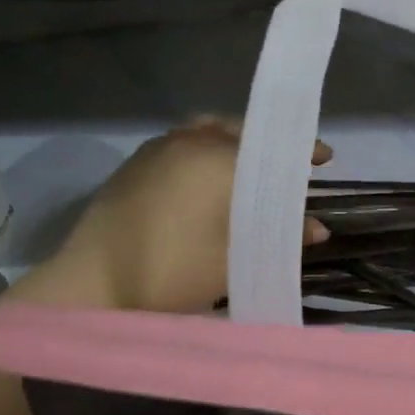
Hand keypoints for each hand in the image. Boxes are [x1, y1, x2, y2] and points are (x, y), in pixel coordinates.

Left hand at [25, 116, 330, 313]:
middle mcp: (187, 141)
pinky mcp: (134, 164)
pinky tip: (208, 179)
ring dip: (233, 142)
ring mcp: (156, 149)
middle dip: (267, 143)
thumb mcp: (232, 261)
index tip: (324, 158)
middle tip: (288, 164)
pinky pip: (181, 143)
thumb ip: (278, 238)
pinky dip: (204, 150)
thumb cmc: (169, 272)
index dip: (301, 151)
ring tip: (250, 166)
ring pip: (206, 131)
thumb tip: (318, 228)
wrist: (90, 284)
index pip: (271, 145)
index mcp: (216, 158)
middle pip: (239, 130)